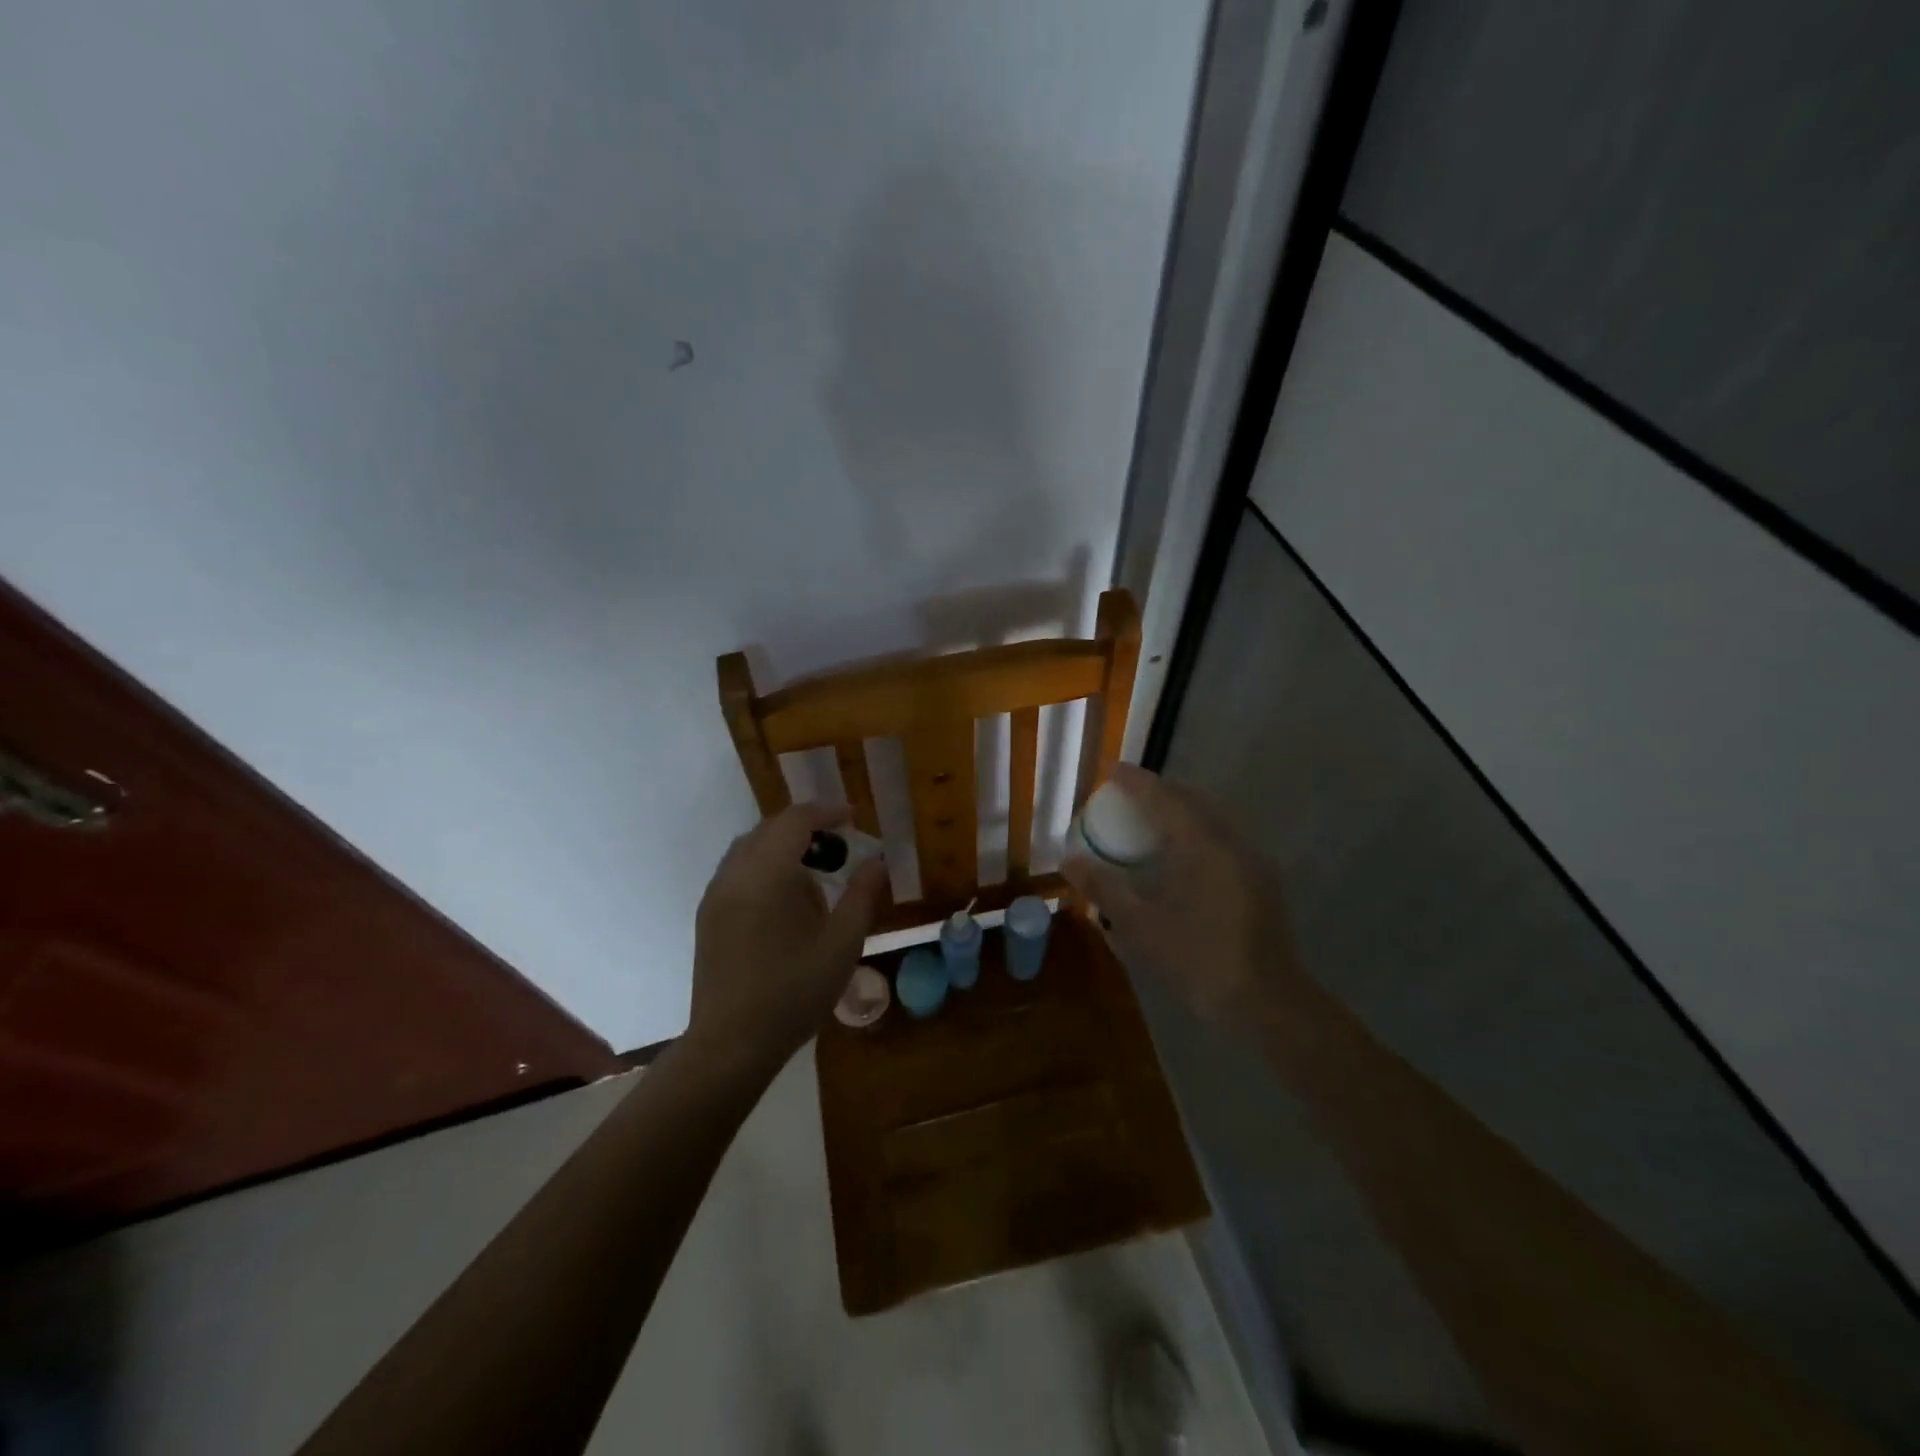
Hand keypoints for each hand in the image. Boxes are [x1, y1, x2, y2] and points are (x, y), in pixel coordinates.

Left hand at [690, 803, 887, 1073]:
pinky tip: (786, 899)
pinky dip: (765, 866)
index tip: (852, 818)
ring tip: (816, 871)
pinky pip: (738, 871)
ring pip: (750, 848)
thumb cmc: (793, 993)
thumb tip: (877, 862)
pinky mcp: (708, 916)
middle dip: (806, 827)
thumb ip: (862, 896)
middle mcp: (734, 875)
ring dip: (783, 846)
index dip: (826, 812)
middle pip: (769, 829)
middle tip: (840, 845)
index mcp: (766, 875)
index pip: (795, 821)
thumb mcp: (842, 944)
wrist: (732, 1044)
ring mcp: (715, 896)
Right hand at [1062, 764, 1299, 1022]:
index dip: (1135, 781)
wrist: (1267, 1002)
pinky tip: (1181, 857)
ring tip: (1149, 821)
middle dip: (1158, 792)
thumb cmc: (1198, 961)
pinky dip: (1197, 831)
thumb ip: (1103, 888)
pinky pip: (1223, 837)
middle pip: (1191, 800)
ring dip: (1180, 811)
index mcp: (1202, 845)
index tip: (1111, 770)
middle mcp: (1231, 841)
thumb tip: (1069, 860)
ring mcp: (1251, 859)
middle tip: (1126, 797)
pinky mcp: (1261, 879)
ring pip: (1211, 818)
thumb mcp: (1140, 927)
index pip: (1163, 797)